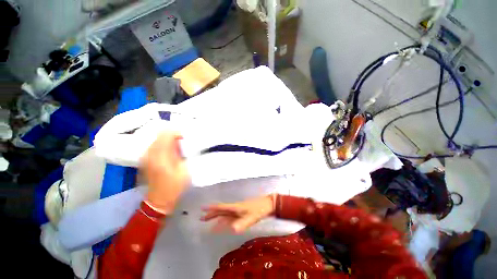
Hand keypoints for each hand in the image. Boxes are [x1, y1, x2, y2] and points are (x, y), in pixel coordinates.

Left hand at [141, 132, 189, 213]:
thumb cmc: (174, 186)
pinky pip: (153, 146)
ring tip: (177, 145)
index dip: (177, 132)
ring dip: (167, 139)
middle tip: (182, 141)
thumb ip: (182, 154)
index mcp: (161, 156)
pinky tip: (169, 151)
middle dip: (172, 135)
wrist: (159, 200)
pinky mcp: (145, 160)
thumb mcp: (184, 170)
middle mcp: (150, 154)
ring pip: (156, 139)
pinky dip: (162, 144)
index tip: (185, 137)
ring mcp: (145, 157)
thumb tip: (182, 143)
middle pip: (160, 135)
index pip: (166, 134)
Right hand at [200, 195, 274, 233]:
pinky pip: (229, 215)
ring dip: (216, 216)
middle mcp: (235, 208)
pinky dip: (224, 218)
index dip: (211, 208)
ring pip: (224, 213)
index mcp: (236, 207)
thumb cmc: (259, 209)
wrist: (267, 204)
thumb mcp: (251, 217)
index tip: (202, 208)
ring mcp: (238, 209)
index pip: (221, 207)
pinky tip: (222, 221)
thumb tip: (231, 230)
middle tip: (201, 218)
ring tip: (208, 220)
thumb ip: (242, 223)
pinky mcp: (242, 211)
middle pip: (221, 210)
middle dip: (211, 214)